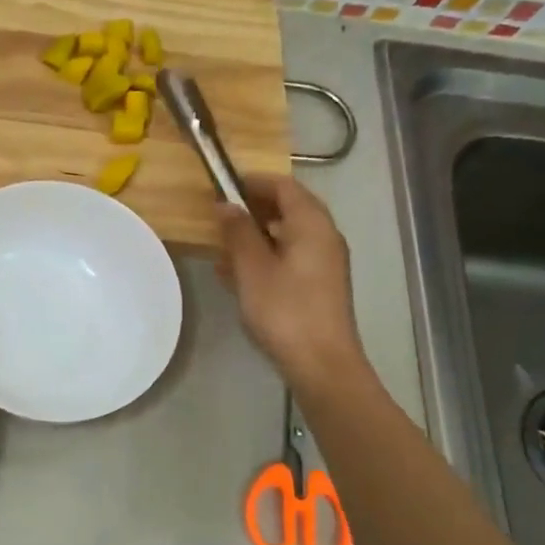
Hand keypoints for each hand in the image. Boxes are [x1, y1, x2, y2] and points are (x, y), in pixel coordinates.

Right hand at [217, 176, 368, 390]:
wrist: (320, 363)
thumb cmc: (284, 309)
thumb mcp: (252, 268)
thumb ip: (238, 232)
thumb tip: (226, 205)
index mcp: (312, 225)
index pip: (284, 186)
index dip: (253, 181)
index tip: (222, 184)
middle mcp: (324, 237)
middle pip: (288, 209)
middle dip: (252, 209)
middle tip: (220, 216)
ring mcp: (324, 263)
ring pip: (286, 236)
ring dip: (255, 235)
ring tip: (222, 246)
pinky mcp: (318, 285)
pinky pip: (289, 258)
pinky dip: (264, 257)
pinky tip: (236, 274)